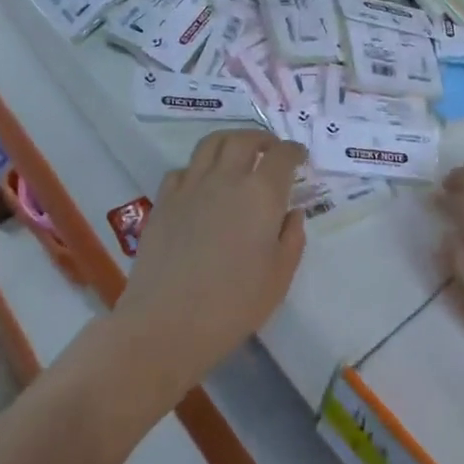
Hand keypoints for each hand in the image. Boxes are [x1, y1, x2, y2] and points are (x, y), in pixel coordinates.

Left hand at [113, 131, 307, 392]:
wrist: (166, 324)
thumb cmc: (232, 306)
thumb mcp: (279, 278)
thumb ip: (291, 239)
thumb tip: (292, 213)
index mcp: (261, 194)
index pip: (282, 155)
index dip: (294, 151)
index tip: (299, 157)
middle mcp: (227, 178)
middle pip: (245, 139)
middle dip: (262, 139)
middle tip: (270, 150)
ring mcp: (191, 186)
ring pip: (211, 143)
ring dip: (230, 141)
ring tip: (236, 154)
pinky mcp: (164, 200)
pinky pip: (183, 169)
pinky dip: (197, 169)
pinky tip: (200, 185)